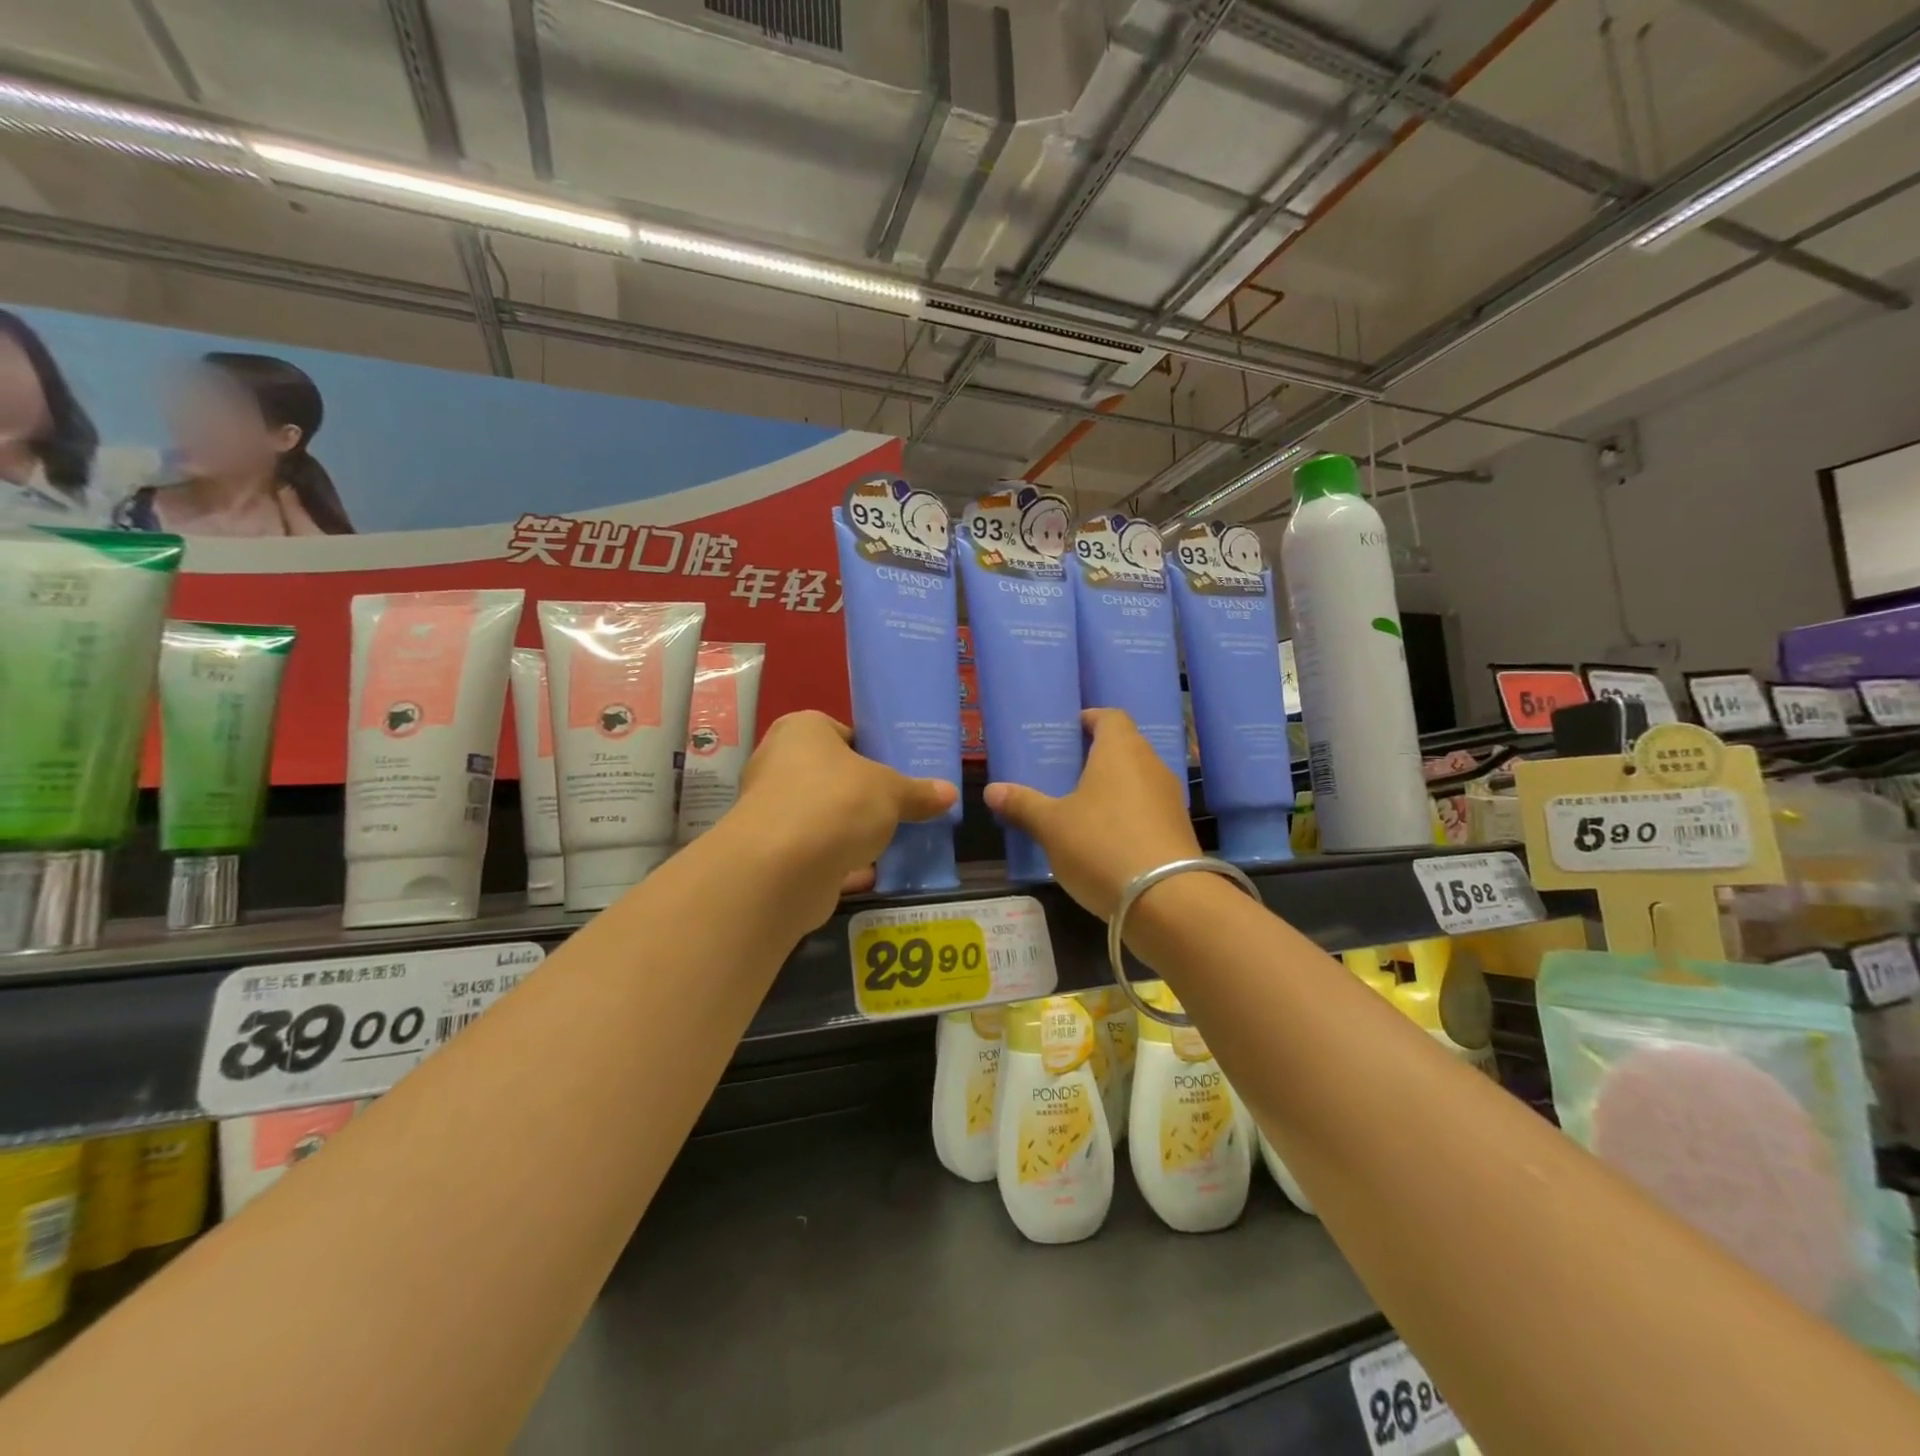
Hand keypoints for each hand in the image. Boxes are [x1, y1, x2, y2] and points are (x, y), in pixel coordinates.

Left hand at [731, 711, 957, 923]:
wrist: (782, 868)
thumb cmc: (837, 802)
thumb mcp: (891, 792)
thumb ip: (918, 793)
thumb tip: (950, 792)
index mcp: (801, 730)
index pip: (842, 733)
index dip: (872, 752)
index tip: (898, 772)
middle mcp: (778, 764)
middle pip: (832, 776)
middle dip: (864, 795)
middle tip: (900, 807)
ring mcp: (772, 811)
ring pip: (823, 816)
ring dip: (852, 831)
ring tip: (892, 841)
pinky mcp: (772, 853)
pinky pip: (815, 852)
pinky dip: (840, 862)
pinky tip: (873, 873)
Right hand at [983, 709, 1200, 921]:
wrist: (1166, 900)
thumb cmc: (1101, 845)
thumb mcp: (1051, 826)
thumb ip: (1023, 804)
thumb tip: (991, 790)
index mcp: (1120, 751)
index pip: (1111, 716)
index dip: (1090, 718)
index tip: (1070, 730)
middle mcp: (1151, 765)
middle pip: (1126, 746)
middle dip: (1098, 754)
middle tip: (1067, 769)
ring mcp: (1170, 798)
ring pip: (1138, 779)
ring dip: (1114, 786)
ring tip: (1082, 804)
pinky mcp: (1179, 829)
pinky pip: (1148, 808)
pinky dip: (1128, 813)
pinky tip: (1106, 837)